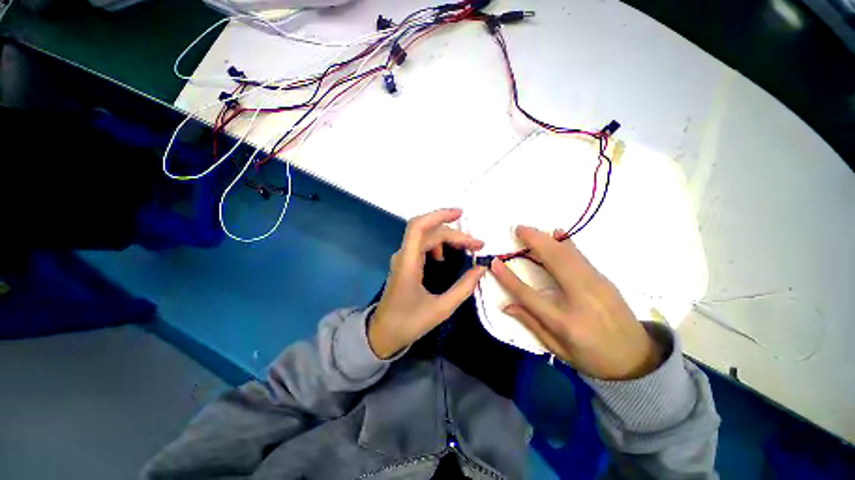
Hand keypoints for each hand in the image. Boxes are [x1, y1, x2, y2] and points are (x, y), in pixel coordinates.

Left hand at [368, 208, 486, 358]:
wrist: (383, 334)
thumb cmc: (409, 322)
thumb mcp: (441, 309)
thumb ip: (463, 288)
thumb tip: (481, 268)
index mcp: (408, 263)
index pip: (418, 227)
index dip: (438, 215)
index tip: (461, 214)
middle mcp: (404, 255)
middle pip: (429, 232)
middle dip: (454, 234)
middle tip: (477, 245)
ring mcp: (403, 258)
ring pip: (426, 237)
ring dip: (447, 238)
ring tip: (466, 248)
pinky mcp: (405, 263)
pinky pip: (423, 245)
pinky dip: (438, 245)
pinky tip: (445, 256)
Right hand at [491, 226, 661, 379]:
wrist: (639, 359)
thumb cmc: (593, 358)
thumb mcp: (559, 350)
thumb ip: (531, 324)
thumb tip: (506, 305)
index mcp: (565, 322)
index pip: (529, 295)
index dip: (509, 278)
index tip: (495, 263)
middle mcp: (581, 298)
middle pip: (554, 263)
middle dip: (534, 242)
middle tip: (517, 229)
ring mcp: (597, 286)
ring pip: (568, 254)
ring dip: (547, 239)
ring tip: (530, 230)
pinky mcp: (604, 279)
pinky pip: (580, 256)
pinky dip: (566, 242)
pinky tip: (558, 233)